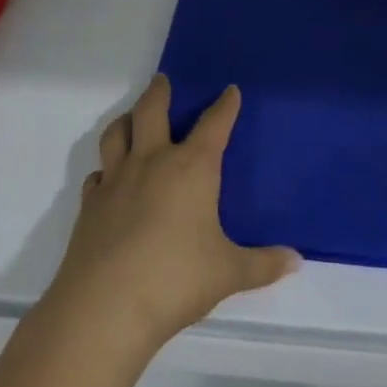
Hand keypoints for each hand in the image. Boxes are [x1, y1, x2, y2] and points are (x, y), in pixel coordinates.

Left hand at [50, 75, 298, 347]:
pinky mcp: (90, 204)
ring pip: (116, 134)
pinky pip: (98, 174)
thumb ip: (263, 264)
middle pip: (151, 112)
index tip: (230, 90)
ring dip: (126, 120)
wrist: (106, 307)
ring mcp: (116, 180)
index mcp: (191, 169)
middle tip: (163, 80)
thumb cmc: (177, 279)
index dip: (224, 105)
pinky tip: (111, 179)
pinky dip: (107, 169)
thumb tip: (296, 260)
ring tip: (132, 118)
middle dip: (160, 92)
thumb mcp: (229, 273)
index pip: (213, 125)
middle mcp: (151, 163)